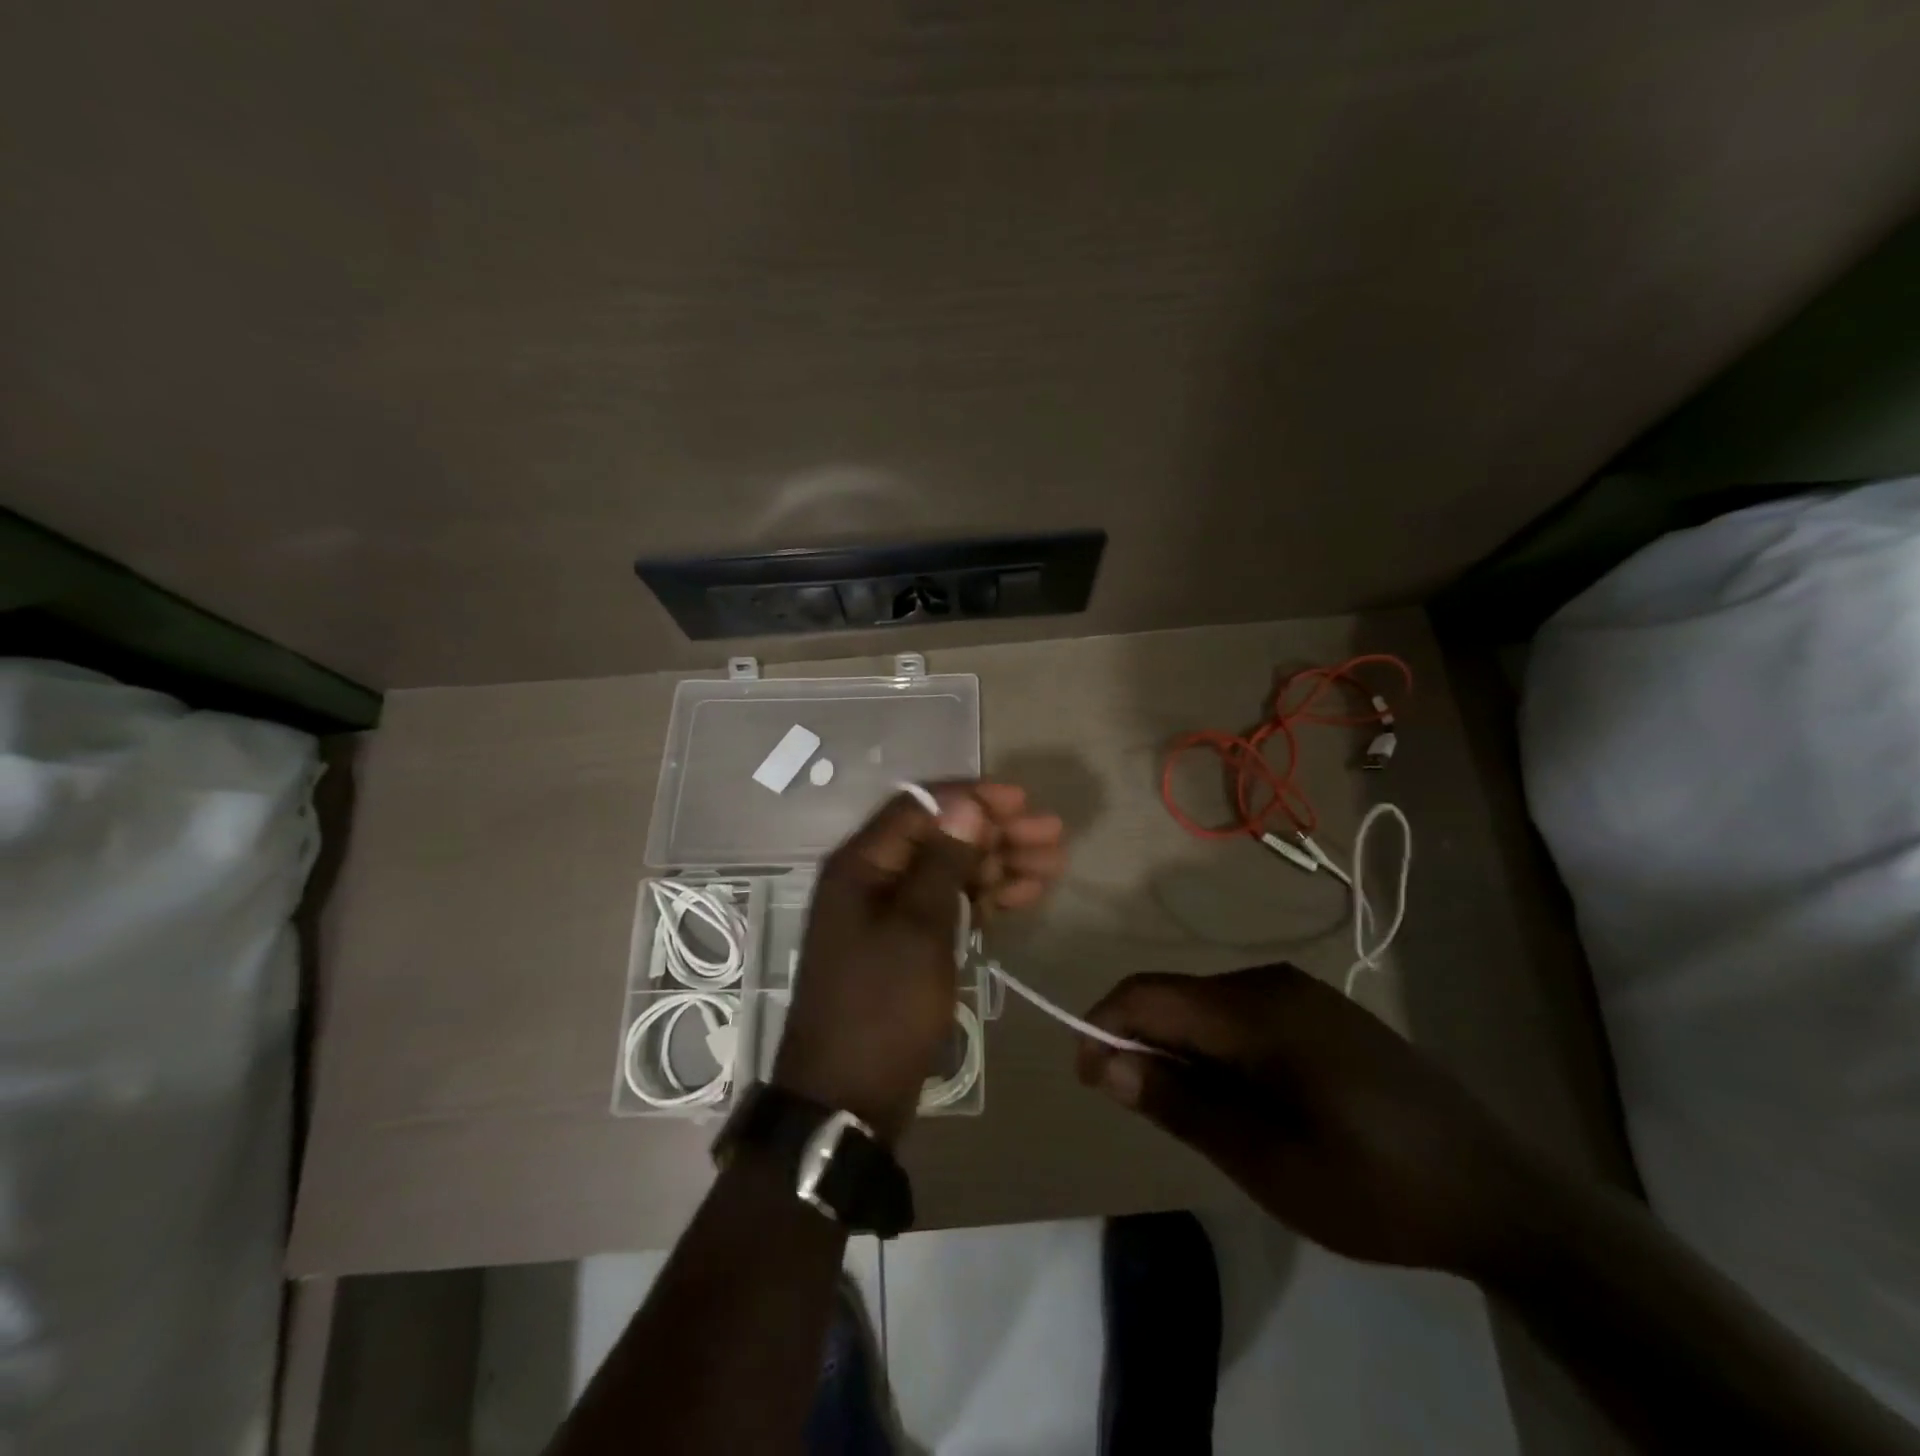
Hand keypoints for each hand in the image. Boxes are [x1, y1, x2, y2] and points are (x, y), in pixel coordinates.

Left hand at [775, 784, 1065, 1142]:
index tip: (1023, 802)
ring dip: (999, 866)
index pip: (921, 808)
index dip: (972, 800)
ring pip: (951, 871)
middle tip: (1053, 837)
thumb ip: (943, 862)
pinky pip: (950, 906)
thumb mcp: (917, 929)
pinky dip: (986, 899)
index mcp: (862, 864)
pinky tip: (1025, 896)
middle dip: (997, 834)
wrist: (848, 1099)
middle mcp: (874, 879)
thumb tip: (967, 804)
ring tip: (1053, 866)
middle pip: (941, 838)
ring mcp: (891, 914)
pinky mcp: (907, 944)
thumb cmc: (882, 1007)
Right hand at [1077, 963, 1540, 1274]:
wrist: (1500, 1194)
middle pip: (1175, 996)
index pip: (1148, 994)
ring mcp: (1300, 993)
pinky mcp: (1320, 1012)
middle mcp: (1272, 983)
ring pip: (1206, 1006)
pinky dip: (1217, 1049)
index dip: (1103, 1026)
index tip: (1088, 1079)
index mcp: (1257, 1010)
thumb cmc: (1375, 1185)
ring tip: (1195, 1115)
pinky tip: (1241, 1099)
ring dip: (1180, 1049)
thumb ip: (1181, 1104)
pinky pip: (1241, 1016)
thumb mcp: (1266, 1161)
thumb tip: (1106, 1064)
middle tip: (1144, 1110)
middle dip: (1142, 1043)